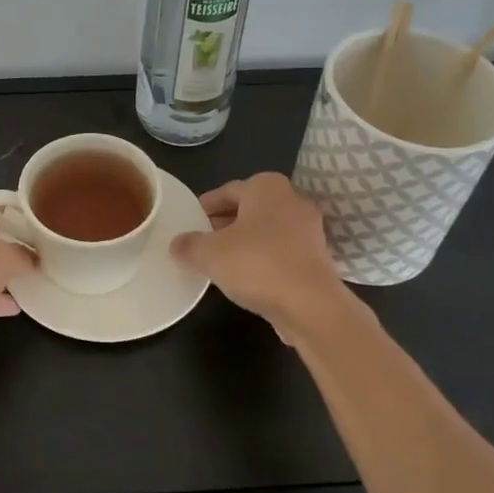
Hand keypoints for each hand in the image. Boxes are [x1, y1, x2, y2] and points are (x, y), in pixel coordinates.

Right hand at [170, 173, 349, 336]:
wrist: (310, 305)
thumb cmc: (257, 264)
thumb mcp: (209, 254)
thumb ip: (188, 245)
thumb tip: (177, 244)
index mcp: (266, 187)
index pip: (228, 190)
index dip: (206, 206)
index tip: (190, 220)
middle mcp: (291, 200)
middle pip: (249, 208)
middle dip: (224, 223)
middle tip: (201, 240)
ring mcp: (308, 230)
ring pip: (266, 231)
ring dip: (244, 242)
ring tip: (219, 261)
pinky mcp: (317, 258)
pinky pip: (281, 251)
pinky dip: (262, 258)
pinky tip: (245, 277)